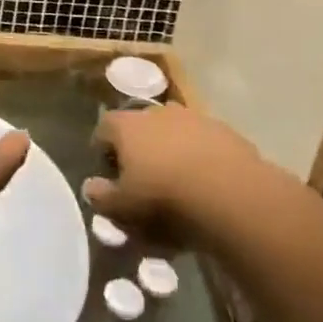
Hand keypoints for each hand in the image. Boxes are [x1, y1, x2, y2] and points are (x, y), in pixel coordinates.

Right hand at [83, 104, 263, 244]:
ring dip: (173, 152)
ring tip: (180, 185)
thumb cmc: (165, 200)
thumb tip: (90, 187)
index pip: (104, 129)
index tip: (110, 177)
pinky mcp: (224, 131)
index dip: (103, 152)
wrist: (231, 195)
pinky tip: (209, 187)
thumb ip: (102, 198)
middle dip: (140, 150)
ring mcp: (193, 118)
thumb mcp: (124, 209)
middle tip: (145, 182)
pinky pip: (204, 143)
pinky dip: (201, 159)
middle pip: (140, 127)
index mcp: (126, 125)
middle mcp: (156, 111)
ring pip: (174, 132)